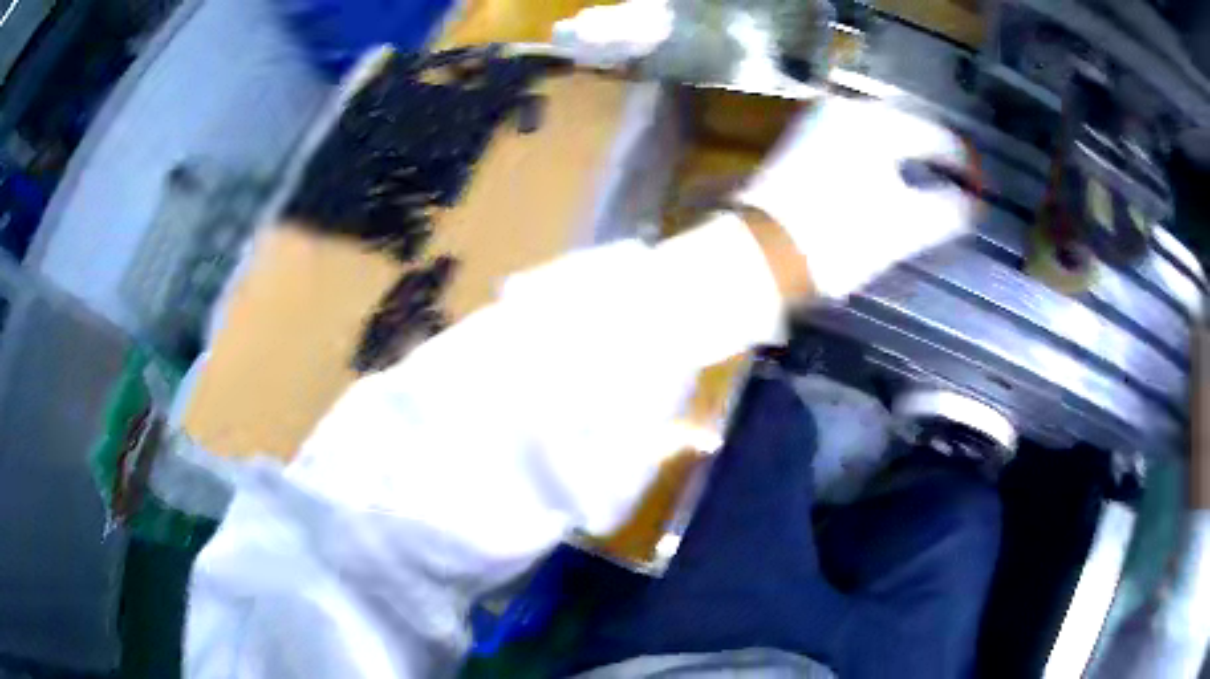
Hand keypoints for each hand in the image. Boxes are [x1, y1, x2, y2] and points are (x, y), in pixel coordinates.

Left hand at [737, 97, 976, 299]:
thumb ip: (946, 210)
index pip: (933, 135)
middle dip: (934, 152)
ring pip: (879, 130)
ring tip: (930, 178)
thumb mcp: (903, 226)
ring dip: (907, 151)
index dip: (962, 162)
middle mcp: (844, 109)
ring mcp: (819, 121)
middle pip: (906, 125)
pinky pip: (856, 138)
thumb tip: (973, 204)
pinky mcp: (803, 139)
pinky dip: (880, 153)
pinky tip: (890, 175)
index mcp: (873, 123)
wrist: (763, 252)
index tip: (980, 186)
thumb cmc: (839, 238)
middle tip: (958, 180)